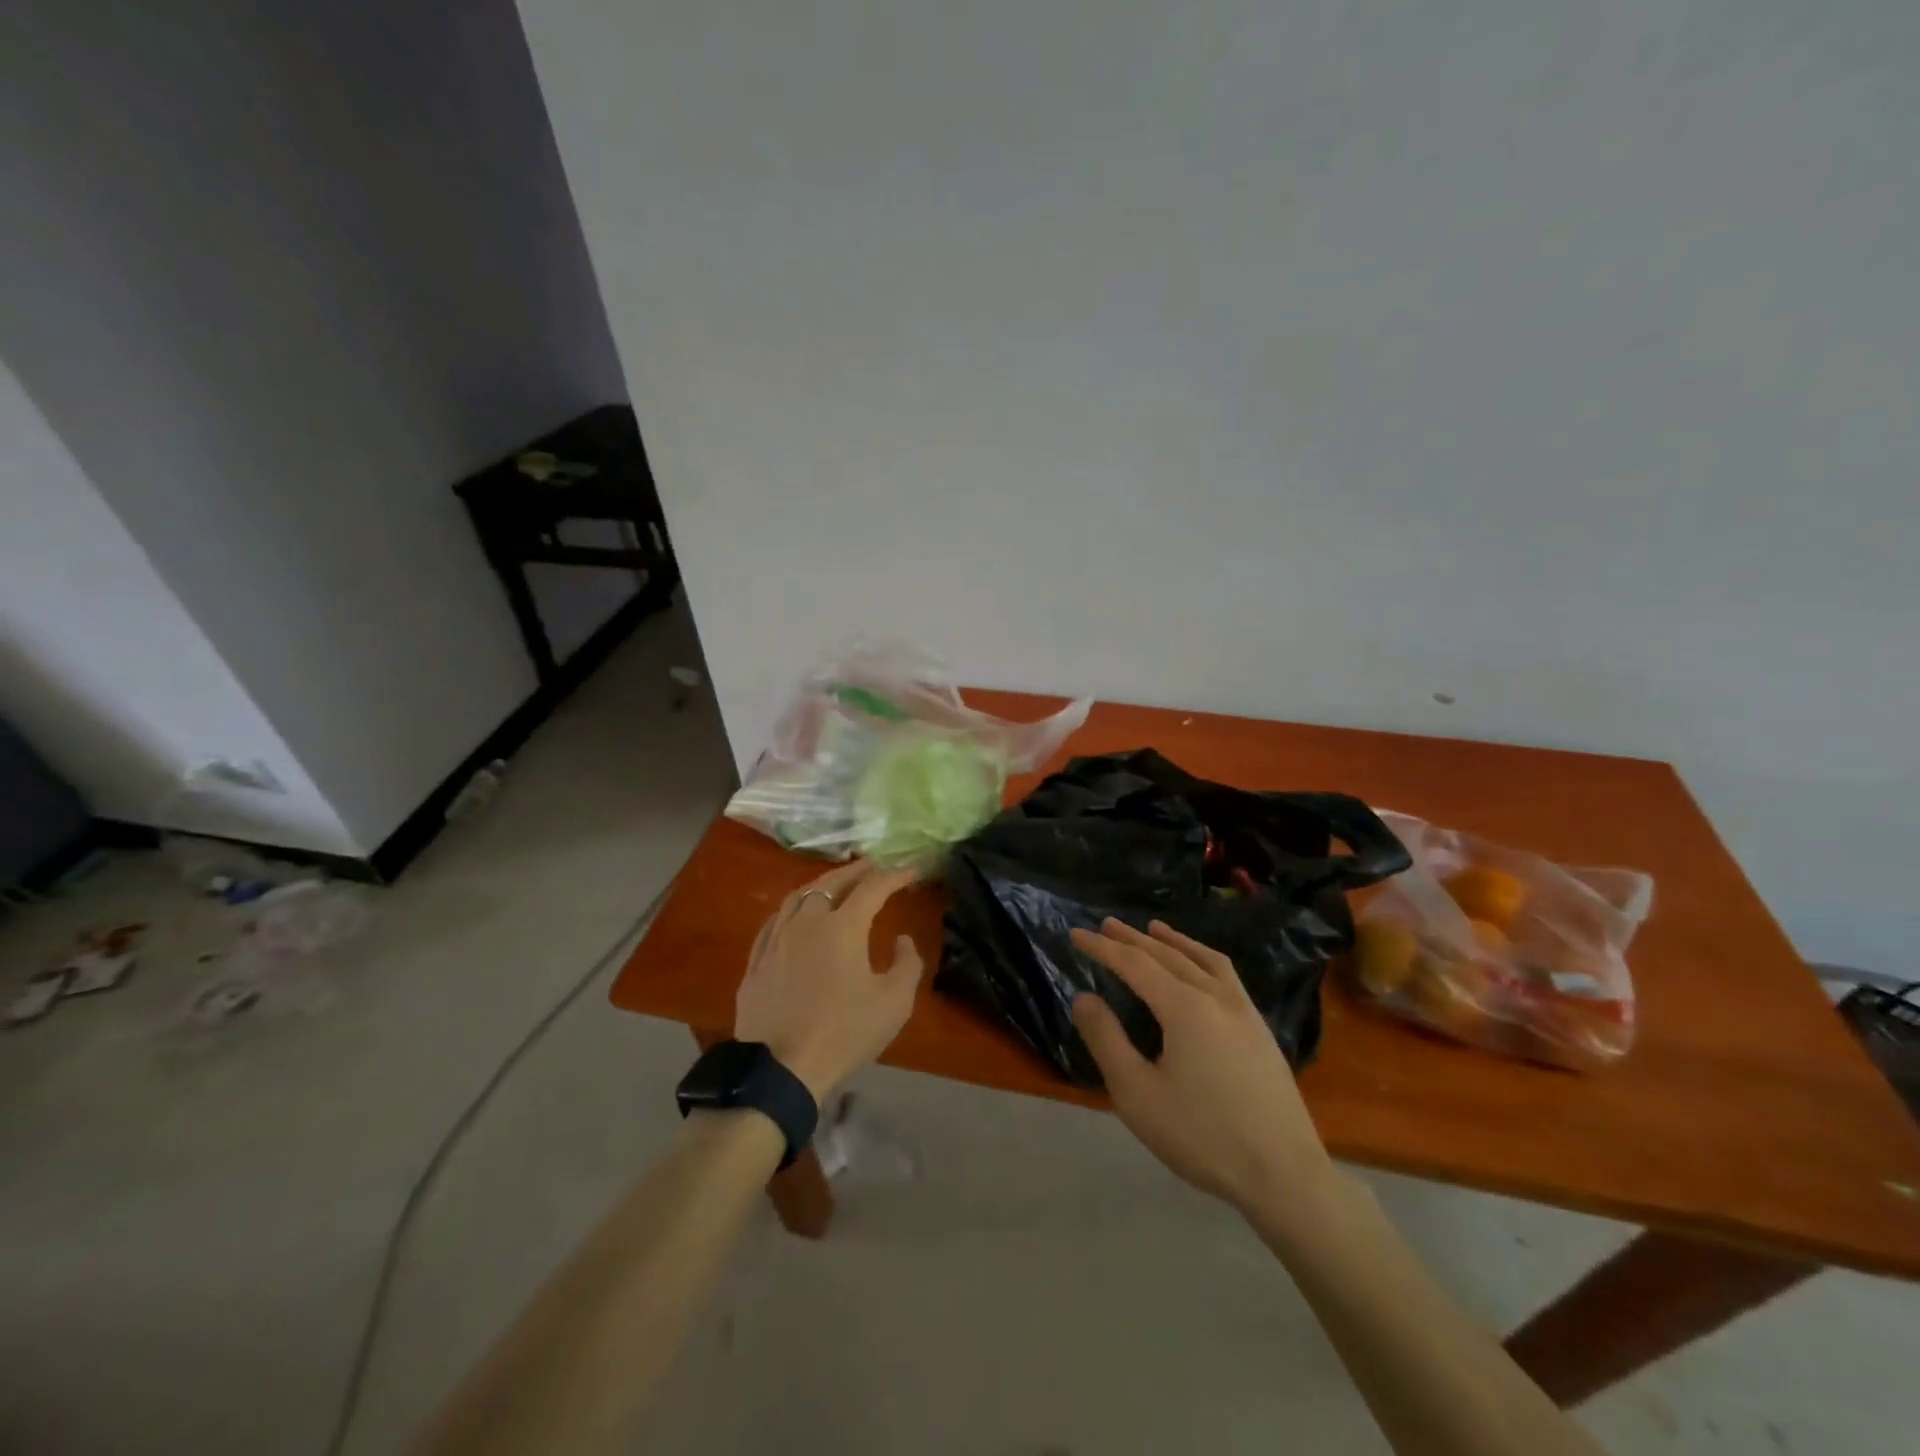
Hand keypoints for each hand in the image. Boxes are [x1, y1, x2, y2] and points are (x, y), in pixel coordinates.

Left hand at [734, 860, 923, 1101]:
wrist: (780, 1070)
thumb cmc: (843, 1033)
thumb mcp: (893, 1003)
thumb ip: (907, 964)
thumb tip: (902, 939)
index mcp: (842, 926)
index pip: (873, 888)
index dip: (895, 875)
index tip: (911, 870)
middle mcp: (806, 922)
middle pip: (831, 883)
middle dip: (856, 871)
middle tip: (873, 865)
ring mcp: (776, 940)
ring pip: (798, 897)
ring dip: (821, 885)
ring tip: (835, 884)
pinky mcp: (756, 962)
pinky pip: (775, 922)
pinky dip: (792, 910)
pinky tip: (795, 916)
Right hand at [1070, 919, 1335, 1216]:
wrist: (1285, 1176)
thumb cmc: (1202, 1136)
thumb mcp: (1137, 1094)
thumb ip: (1106, 1040)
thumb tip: (1084, 998)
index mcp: (1184, 1007)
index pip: (1134, 963)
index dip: (1102, 947)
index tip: (1075, 934)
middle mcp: (1215, 996)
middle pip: (1167, 955)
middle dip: (1133, 939)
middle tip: (1106, 925)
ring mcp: (1243, 1011)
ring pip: (1202, 960)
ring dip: (1173, 941)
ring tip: (1153, 929)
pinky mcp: (1260, 1030)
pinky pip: (1226, 975)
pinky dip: (1203, 958)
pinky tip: (1201, 968)